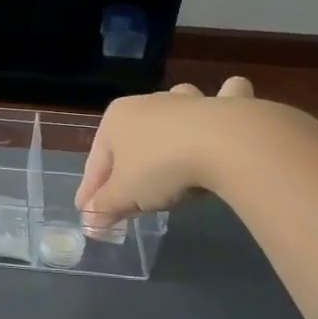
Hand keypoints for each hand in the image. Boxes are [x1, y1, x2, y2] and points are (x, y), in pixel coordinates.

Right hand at [76, 77, 257, 224]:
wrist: (226, 145)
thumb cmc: (161, 167)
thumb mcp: (125, 196)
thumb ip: (104, 208)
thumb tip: (90, 221)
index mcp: (115, 119)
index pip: (96, 163)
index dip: (90, 192)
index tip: (89, 215)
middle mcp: (148, 103)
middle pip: (130, 141)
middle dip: (126, 166)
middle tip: (128, 197)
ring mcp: (188, 101)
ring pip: (173, 109)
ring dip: (170, 123)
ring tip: (171, 145)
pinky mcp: (228, 104)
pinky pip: (226, 97)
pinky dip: (225, 100)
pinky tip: (224, 110)